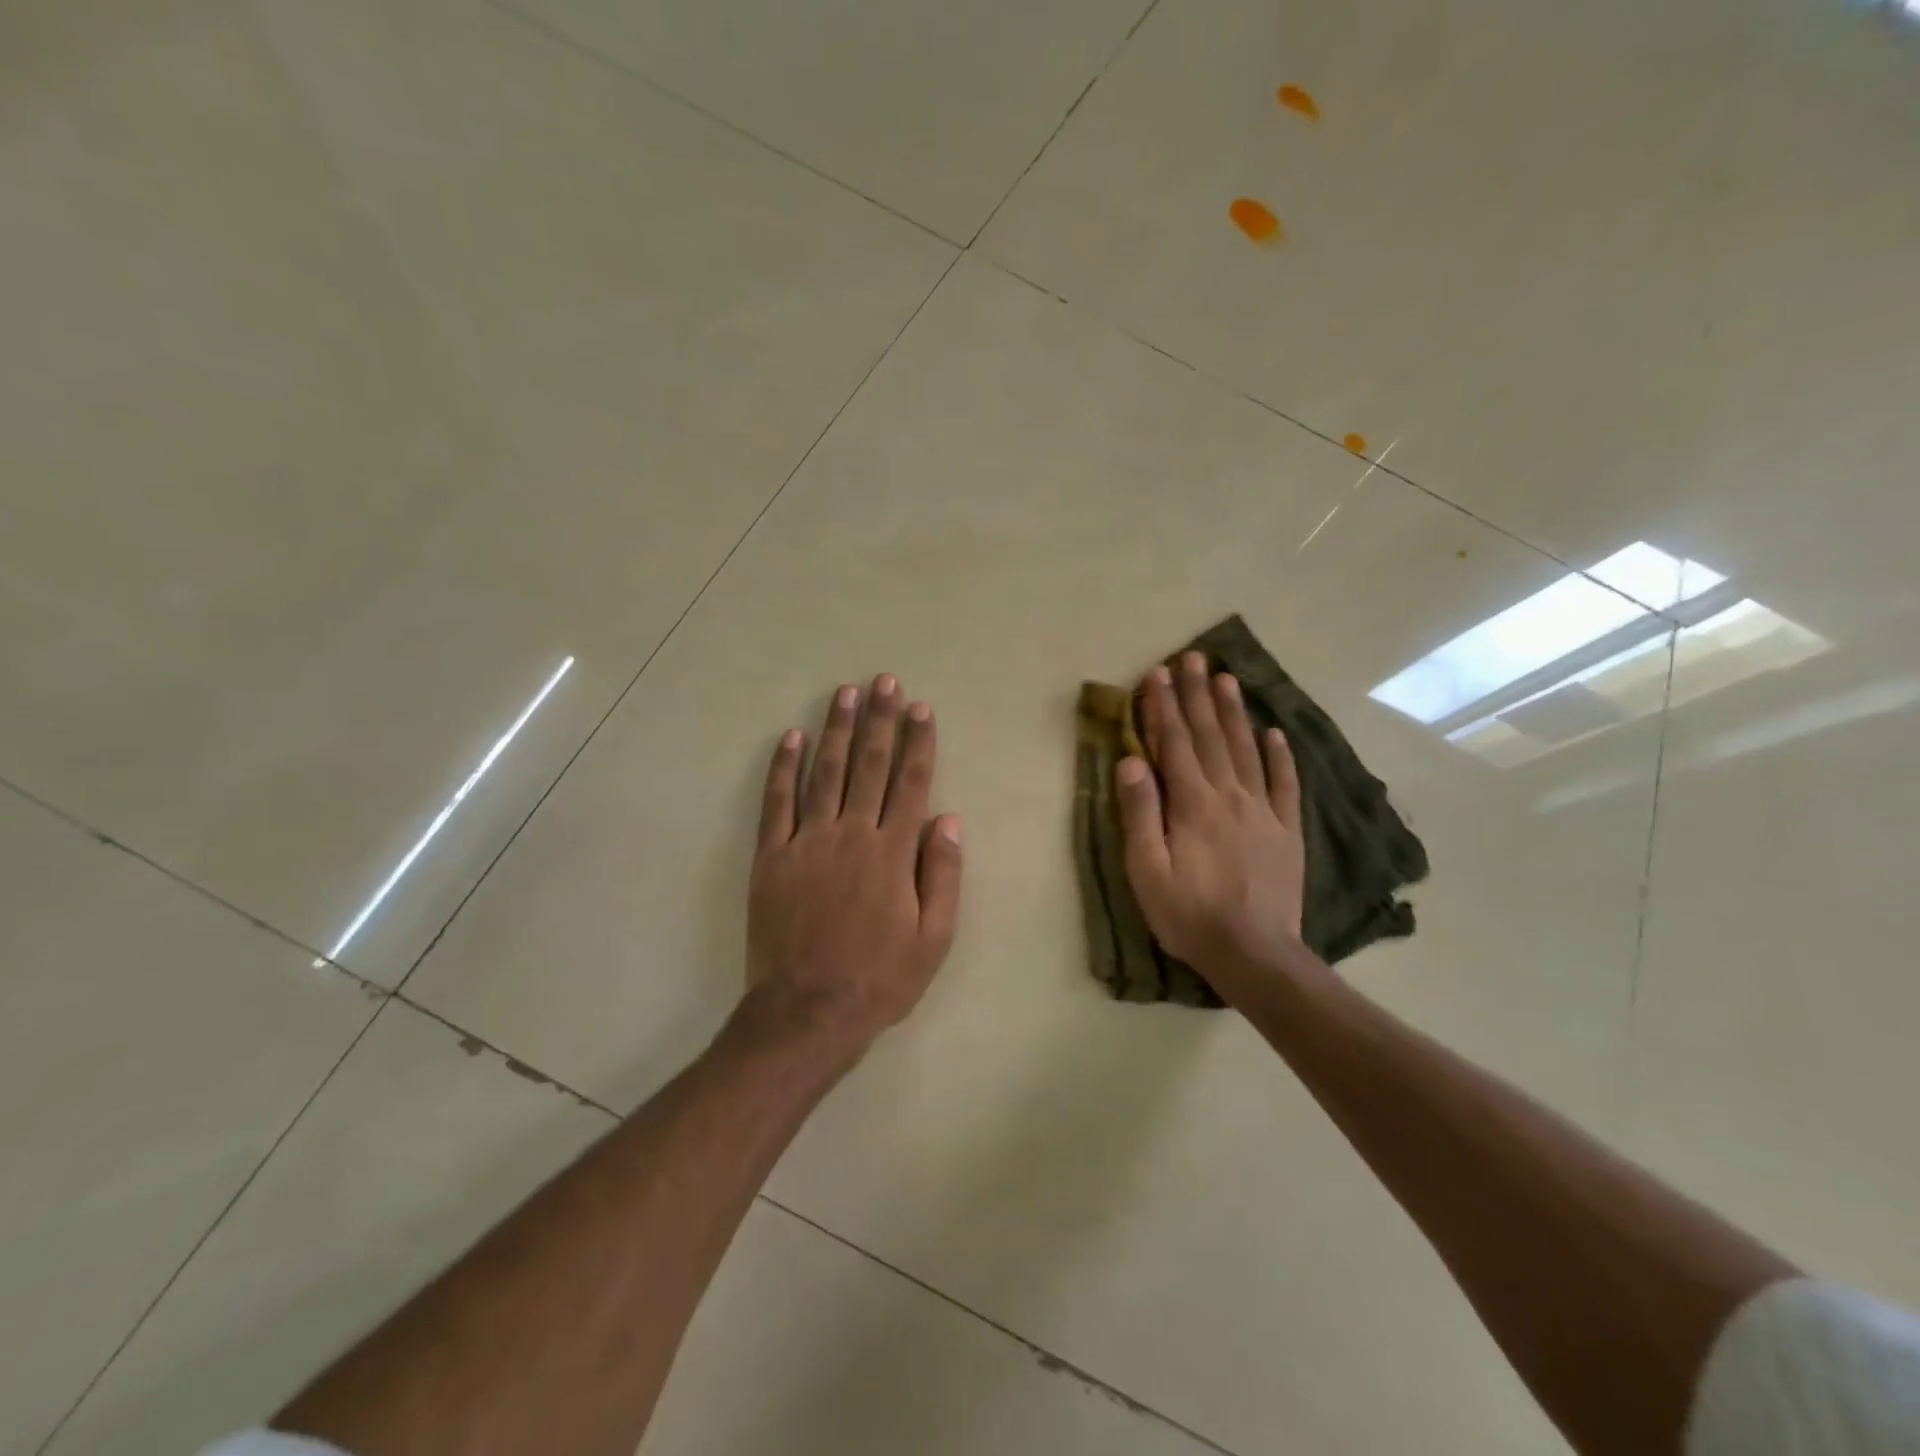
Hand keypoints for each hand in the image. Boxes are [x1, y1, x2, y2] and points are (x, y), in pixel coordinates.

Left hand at [744, 674, 963, 1055]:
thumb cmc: (880, 978)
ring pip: (825, 773)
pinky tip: (791, 737)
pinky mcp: (772, 857)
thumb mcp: (934, 938)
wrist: (808, 1012)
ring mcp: (807, 842)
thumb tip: (949, 818)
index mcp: (893, 853)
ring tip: (846, 693)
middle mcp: (851, 835)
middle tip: (885, 682)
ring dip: (837, 730)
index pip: (911, 783)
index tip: (921, 708)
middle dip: (880, 721)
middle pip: (870, 766)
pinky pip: (777, 803)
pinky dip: (783, 768)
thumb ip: (942, 874)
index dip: (918, 743)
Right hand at [1116, 653, 1306, 992]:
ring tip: (1227, 679)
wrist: (1255, 955)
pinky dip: (1280, 755)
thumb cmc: (1189, 914)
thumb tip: (1131, 760)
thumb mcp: (1147, 870)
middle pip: (1211, 736)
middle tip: (1194, 658)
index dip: (1163, 707)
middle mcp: (1230, 795)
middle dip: (1198, 695)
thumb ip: (1140, 813)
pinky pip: (1285, 784)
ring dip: (1235, 712)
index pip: (1174, 744)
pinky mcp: (1287, 830)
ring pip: (1247, 750)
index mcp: (1192, 804)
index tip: (1158, 673)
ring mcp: (1264, 810)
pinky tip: (1276, 732)